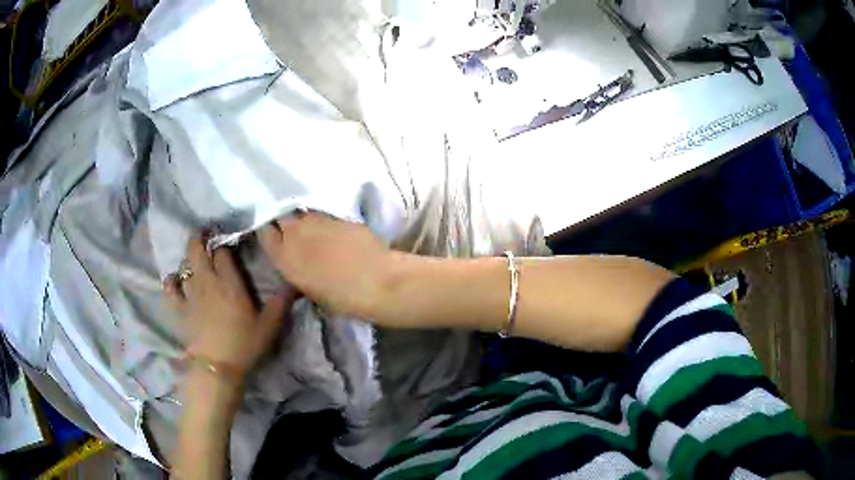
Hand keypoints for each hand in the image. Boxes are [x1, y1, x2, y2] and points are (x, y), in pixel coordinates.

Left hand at [163, 233, 296, 382]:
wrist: (218, 367)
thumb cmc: (244, 345)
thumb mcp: (269, 326)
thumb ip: (281, 302)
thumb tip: (295, 283)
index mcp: (229, 282)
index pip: (223, 252)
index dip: (224, 244)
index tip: (227, 242)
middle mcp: (207, 281)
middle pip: (197, 250)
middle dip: (199, 238)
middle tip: (203, 233)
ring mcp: (190, 293)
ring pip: (184, 265)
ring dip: (188, 258)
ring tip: (192, 257)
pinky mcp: (179, 308)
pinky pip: (170, 287)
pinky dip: (171, 281)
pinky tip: (174, 280)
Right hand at [258, 213, 390, 318]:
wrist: (377, 280)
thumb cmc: (342, 297)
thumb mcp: (310, 290)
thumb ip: (297, 270)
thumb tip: (296, 262)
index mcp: (284, 256)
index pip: (265, 233)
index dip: (270, 233)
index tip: (276, 237)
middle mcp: (296, 232)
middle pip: (282, 218)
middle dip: (286, 223)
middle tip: (294, 233)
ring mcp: (318, 220)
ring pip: (303, 214)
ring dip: (306, 222)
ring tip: (315, 232)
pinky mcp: (338, 215)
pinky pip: (324, 215)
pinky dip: (325, 222)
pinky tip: (334, 232)